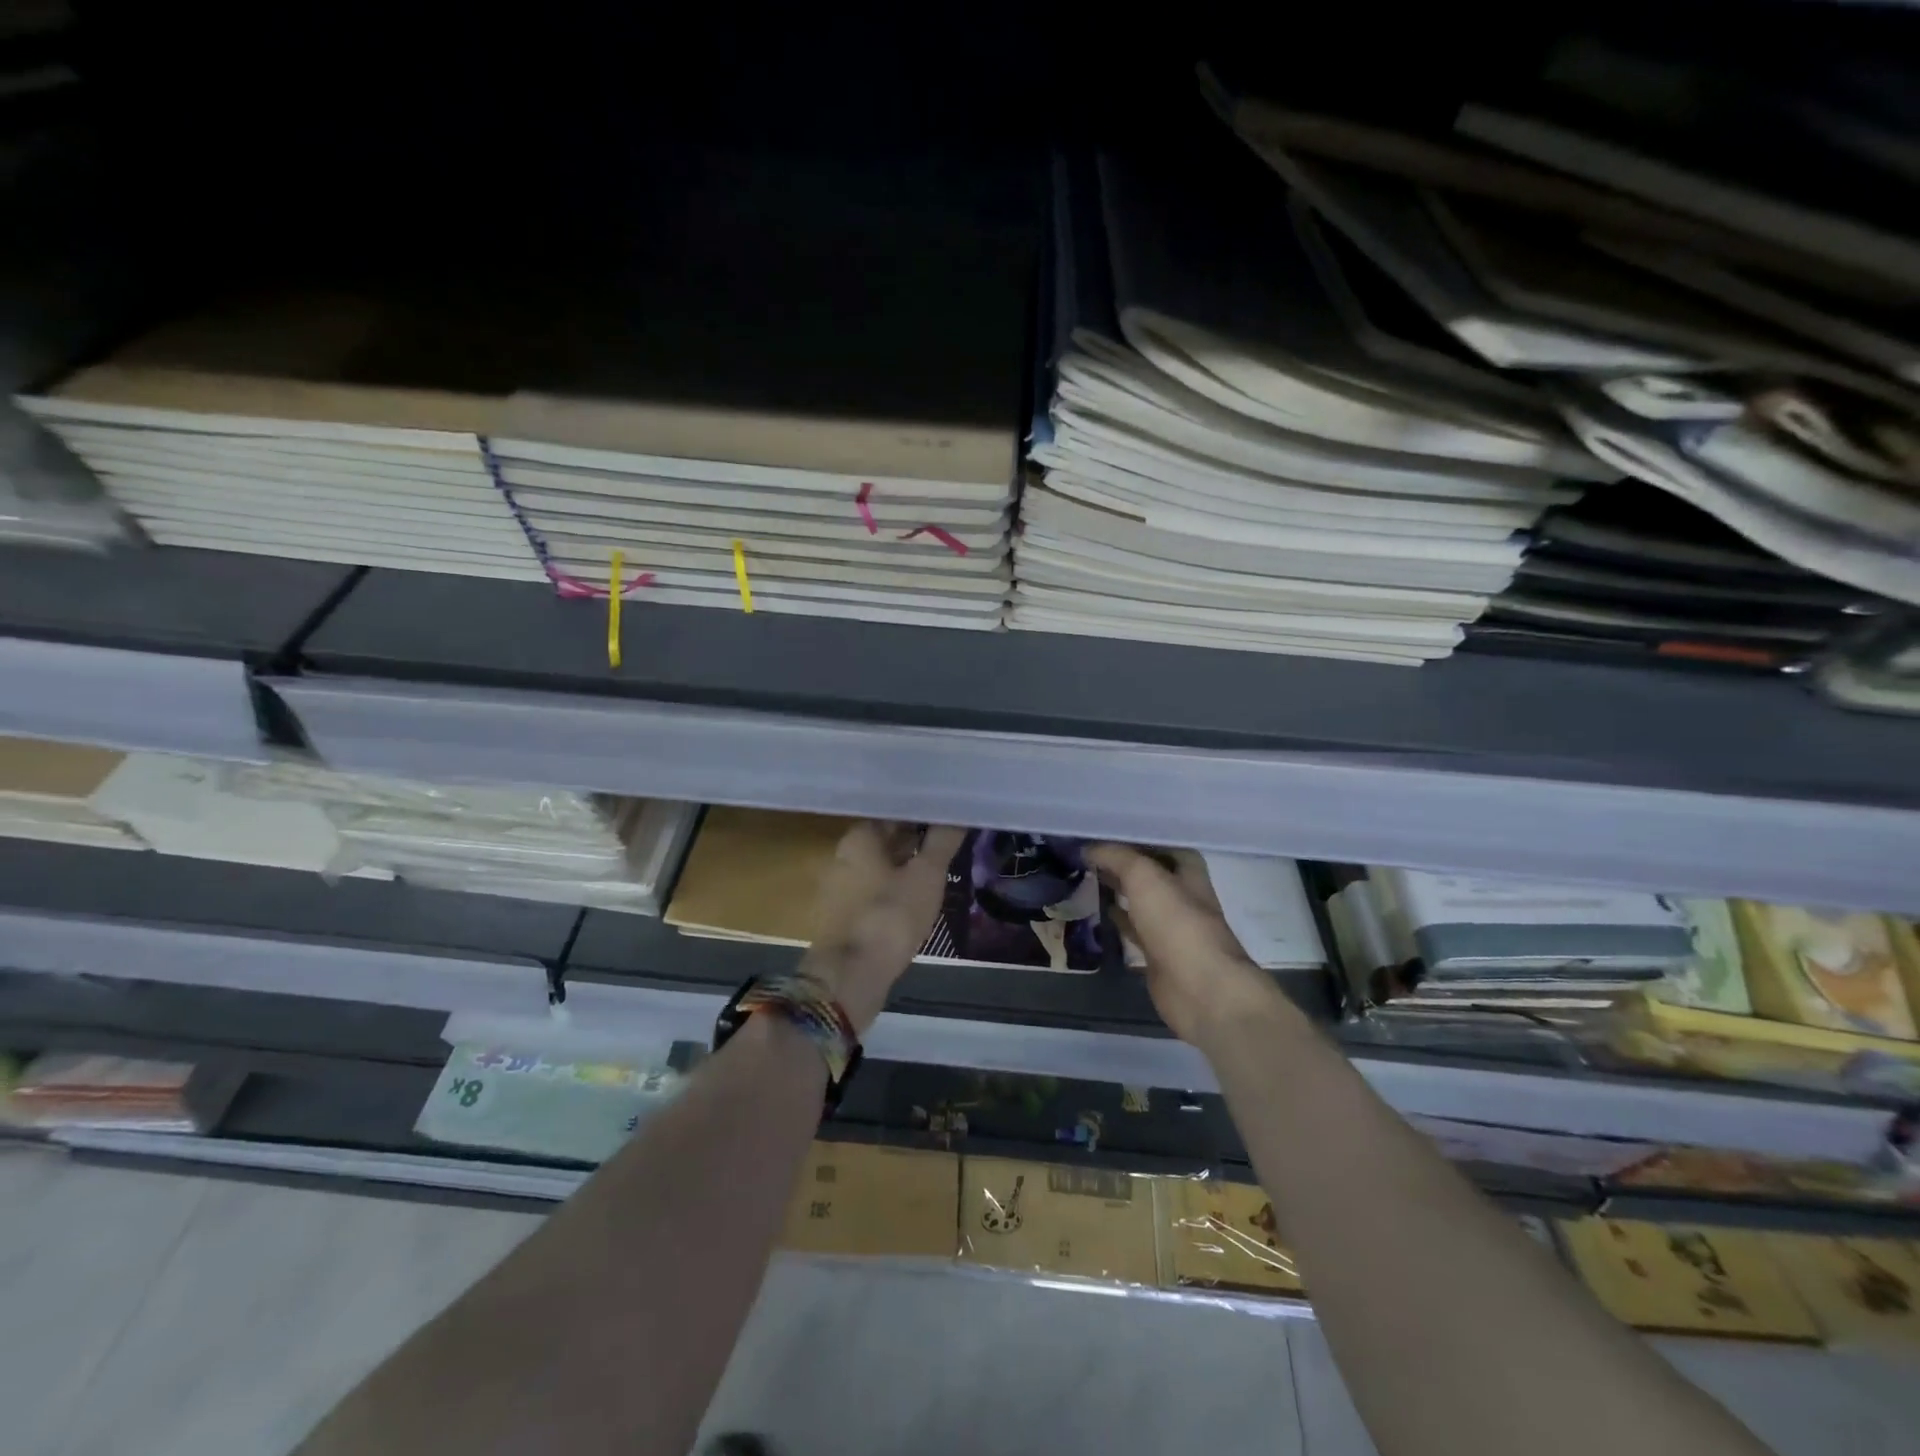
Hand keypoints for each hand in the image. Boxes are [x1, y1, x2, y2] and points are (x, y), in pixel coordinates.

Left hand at [802, 821, 965, 1032]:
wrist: (851, 976)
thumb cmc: (890, 915)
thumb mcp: (926, 875)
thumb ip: (942, 840)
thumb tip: (957, 811)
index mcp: (858, 838)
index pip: (893, 813)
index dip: (921, 813)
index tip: (947, 815)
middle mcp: (843, 856)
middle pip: (885, 840)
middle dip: (915, 839)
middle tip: (948, 841)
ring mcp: (840, 888)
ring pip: (880, 867)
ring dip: (906, 866)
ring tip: (939, 869)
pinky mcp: (843, 915)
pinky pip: (874, 892)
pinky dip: (894, 890)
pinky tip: (917, 899)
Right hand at [1085, 843, 1280, 1046]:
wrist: (1201, 989)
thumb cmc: (1178, 924)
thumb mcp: (1144, 877)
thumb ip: (1116, 857)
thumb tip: (1087, 848)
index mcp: (1188, 871)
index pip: (1159, 842)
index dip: (1132, 836)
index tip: (1099, 829)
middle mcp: (1182, 894)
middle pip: (1148, 871)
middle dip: (1120, 862)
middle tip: (1084, 851)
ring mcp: (1170, 925)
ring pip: (1139, 898)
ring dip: (1117, 888)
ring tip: (1083, 874)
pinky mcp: (1157, 952)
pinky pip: (1132, 927)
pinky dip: (1116, 917)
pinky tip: (1095, 909)